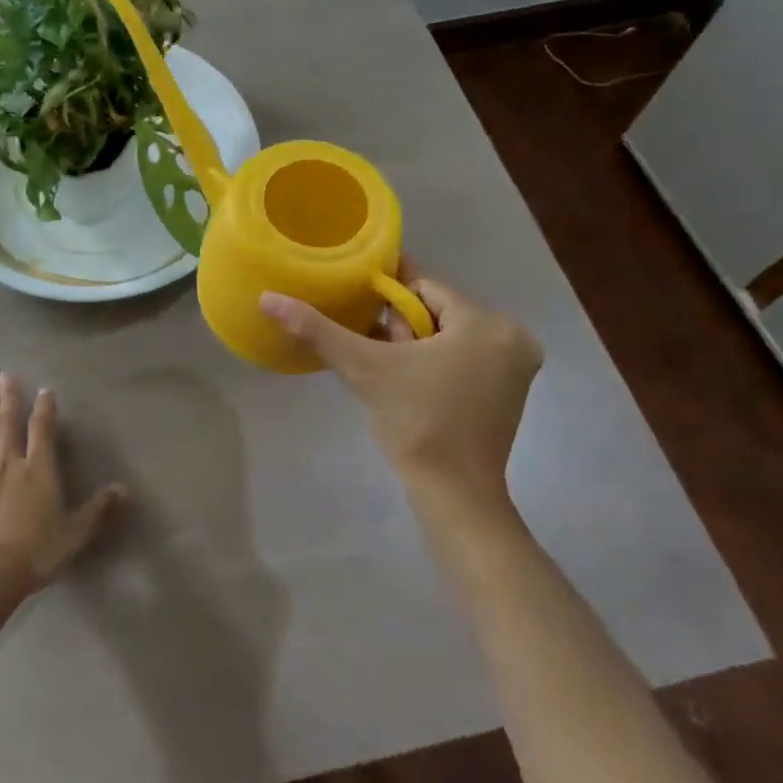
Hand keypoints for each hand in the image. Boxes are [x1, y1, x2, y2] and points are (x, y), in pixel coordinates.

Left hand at [0, 373, 126, 594]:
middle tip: (6, 375)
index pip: (42, 430)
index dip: (44, 408)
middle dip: (10, 398)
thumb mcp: (75, 532)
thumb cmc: (36, 550)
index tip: (44, 390)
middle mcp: (10, 463)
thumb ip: (98, 509)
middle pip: (9, 424)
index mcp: (39, 469)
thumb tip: (125, 490)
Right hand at [260, 264, 541, 521]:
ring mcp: (515, 367)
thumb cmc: (415, 423)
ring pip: (449, 335)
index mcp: (488, 323)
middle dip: (399, 325)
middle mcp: (512, 337)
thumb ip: (317, 329)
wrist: (453, 495)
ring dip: (413, 344)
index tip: (353, 300)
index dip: (385, 294)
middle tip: (370, 349)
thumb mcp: (363, 368)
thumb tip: (268, 298)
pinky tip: (404, 380)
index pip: (425, 287)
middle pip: (438, 311)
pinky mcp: (508, 391)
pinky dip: (433, 361)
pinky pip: (462, 357)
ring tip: (382, 366)